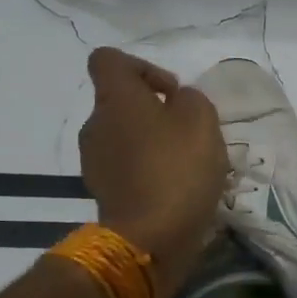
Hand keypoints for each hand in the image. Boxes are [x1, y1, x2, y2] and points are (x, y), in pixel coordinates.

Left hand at [78, 48, 227, 297]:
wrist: (150, 238)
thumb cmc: (178, 169)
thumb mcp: (202, 119)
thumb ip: (190, 98)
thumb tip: (177, 102)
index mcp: (115, 98)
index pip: (109, 60)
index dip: (142, 67)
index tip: (171, 92)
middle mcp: (96, 124)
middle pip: (120, 102)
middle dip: (153, 111)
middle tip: (187, 133)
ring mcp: (94, 161)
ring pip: (124, 137)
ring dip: (150, 143)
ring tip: (184, 165)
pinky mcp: (102, 192)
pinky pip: (125, 168)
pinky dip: (145, 171)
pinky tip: (172, 189)